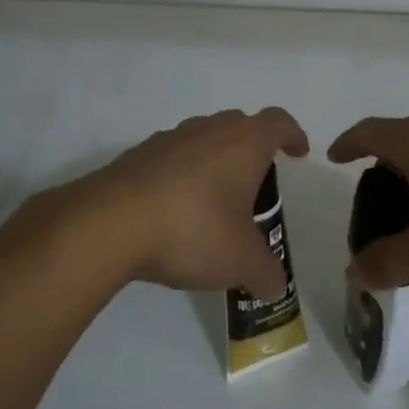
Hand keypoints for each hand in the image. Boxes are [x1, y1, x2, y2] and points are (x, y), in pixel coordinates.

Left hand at [47, 108, 308, 299]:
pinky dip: (180, 176)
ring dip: (214, 162)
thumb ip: (266, 272)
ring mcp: (168, 139)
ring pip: (202, 139)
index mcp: (243, 143)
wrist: (110, 224)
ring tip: (214, 202)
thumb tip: (275, 286)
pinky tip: (175, 211)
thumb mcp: (241, 261)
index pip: (277, 122)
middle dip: (252, 149)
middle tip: (256, 184)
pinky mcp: (137, 156)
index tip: (298, 152)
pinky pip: (170, 158)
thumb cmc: (193, 230)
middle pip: (239, 125)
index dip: (292, 135)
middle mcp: (208, 130)